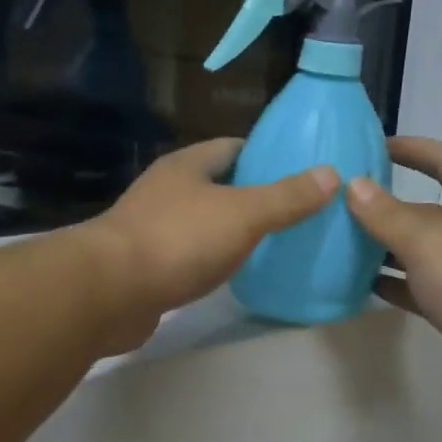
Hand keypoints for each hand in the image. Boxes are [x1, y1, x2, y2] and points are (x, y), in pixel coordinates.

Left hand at [81, 138, 338, 351]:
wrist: (109, 292)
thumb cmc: (178, 240)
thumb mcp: (243, 214)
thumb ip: (286, 196)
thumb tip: (331, 174)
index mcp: (187, 166)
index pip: (233, 148)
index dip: (267, 156)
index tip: (301, 172)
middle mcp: (166, 190)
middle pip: (218, 185)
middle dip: (253, 195)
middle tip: (296, 212)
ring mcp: (152, 228)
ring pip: (203, 221)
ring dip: (232, 230)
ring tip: (274, 243)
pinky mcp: (146, 265)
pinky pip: (189, 255)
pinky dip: (212, 260)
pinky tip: (234, 274)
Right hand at [347, 136, 441, 420]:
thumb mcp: (428, 242)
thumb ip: (387, 215)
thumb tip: (353, 185)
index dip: (413, 149)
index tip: (374, 147)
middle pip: (430, 210)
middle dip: (389, 207)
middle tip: (343, 205)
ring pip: (424, 252)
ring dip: (388, 248)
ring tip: (343, 244)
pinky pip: (424, 288)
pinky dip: (397, 284)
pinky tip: (363, 285)